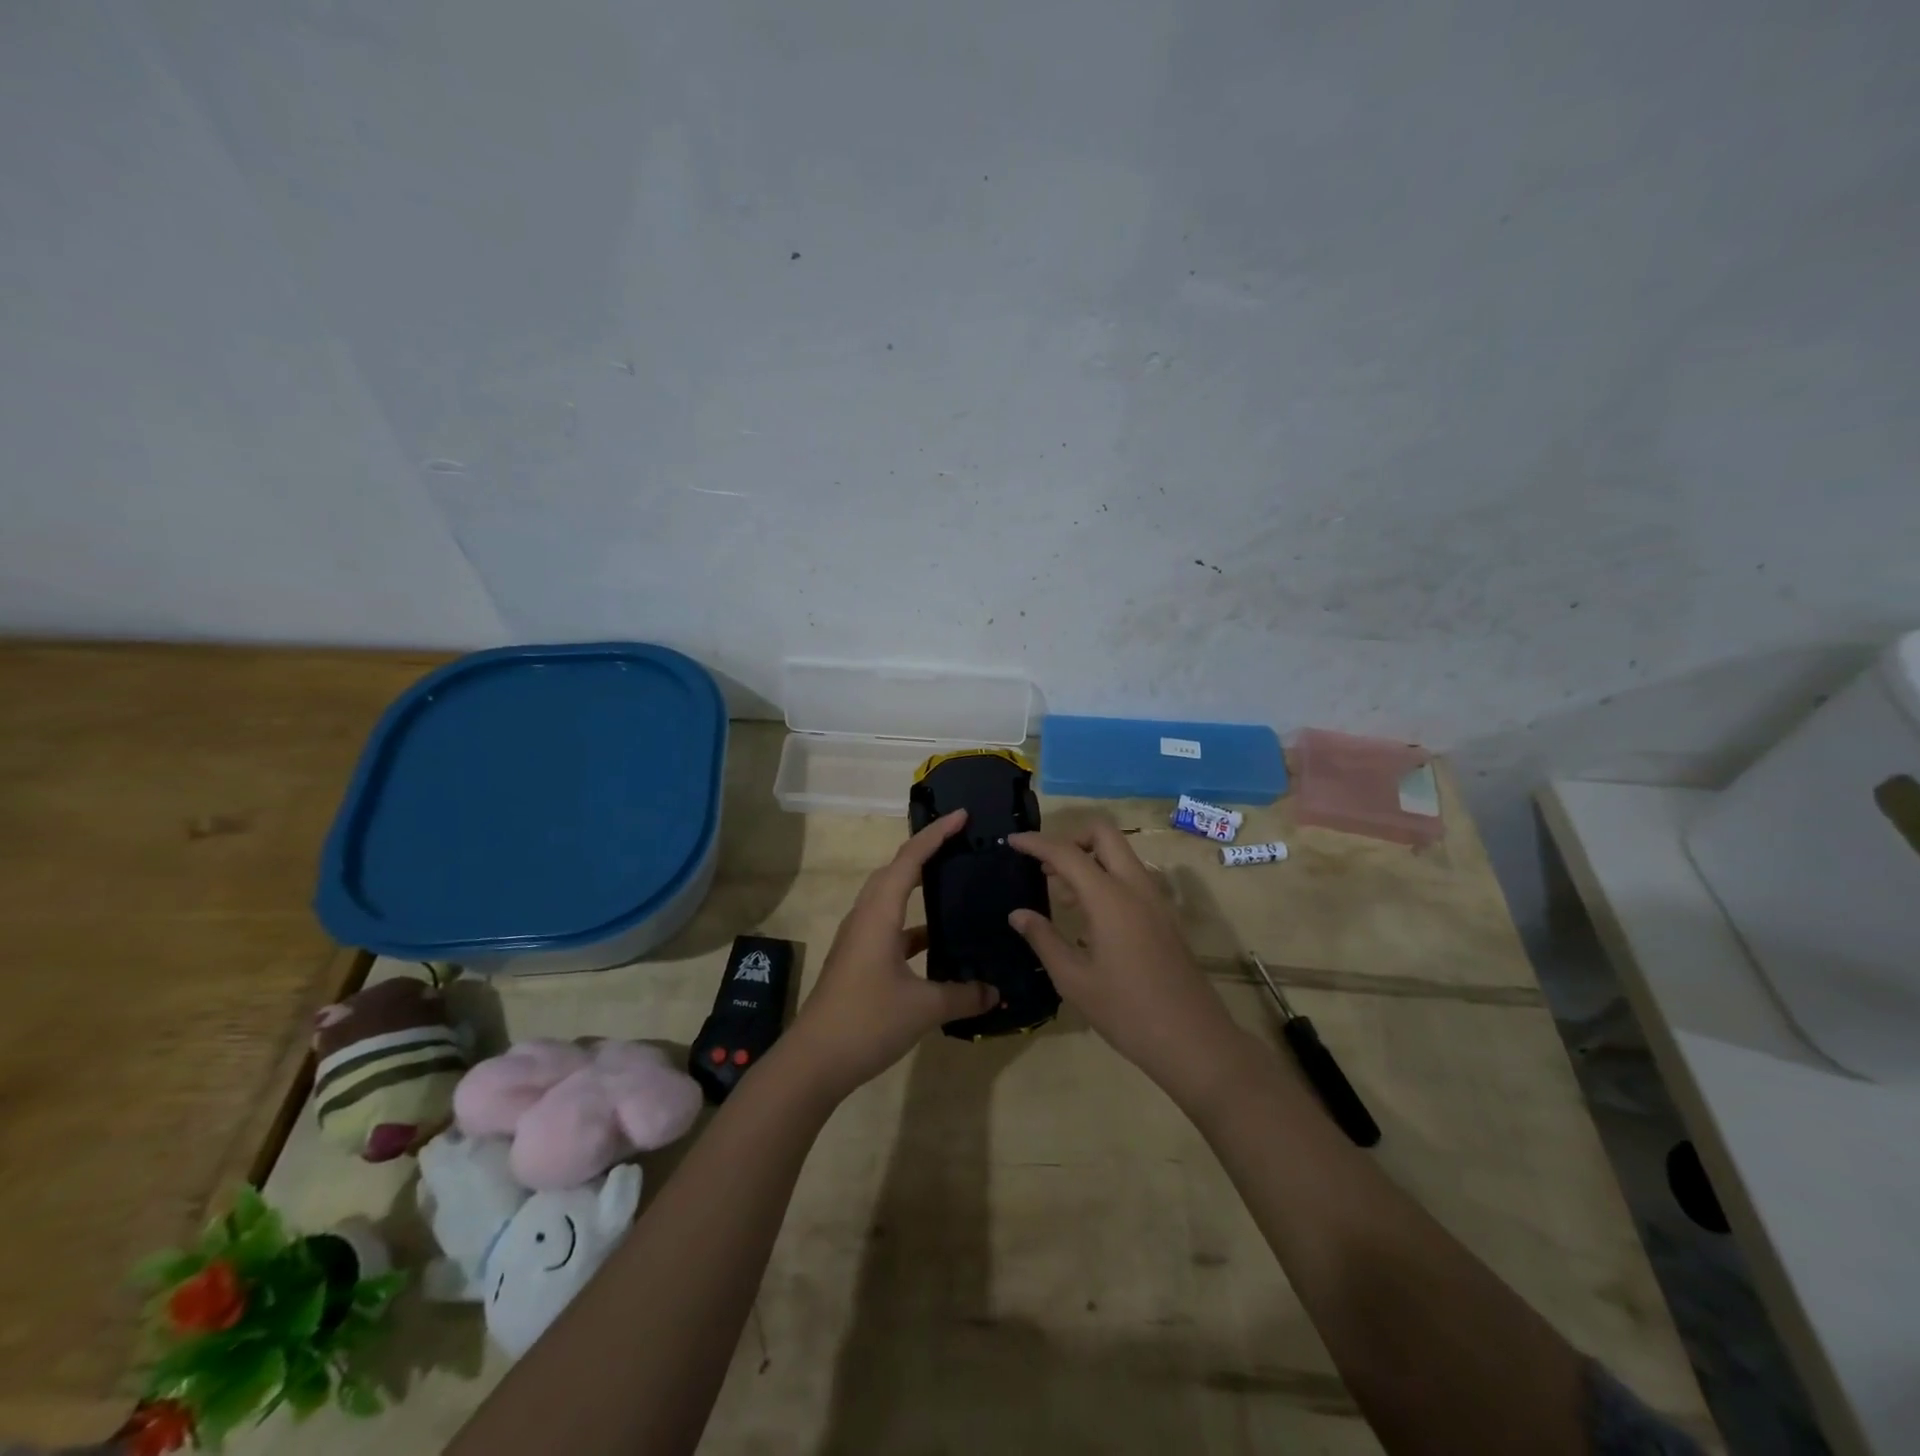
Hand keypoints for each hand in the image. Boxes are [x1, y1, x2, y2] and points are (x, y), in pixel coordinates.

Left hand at [785, 809, 998, 1101]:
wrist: (813, 1061)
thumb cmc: (866, 1021)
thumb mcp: (923, 1008)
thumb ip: (963, 995)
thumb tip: (996, 992)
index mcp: (879, 914)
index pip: (909, 860)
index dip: (935, 834)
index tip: (962, 815)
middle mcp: (865, 917)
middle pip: (894, 871)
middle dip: (924, 851)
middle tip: (958, 842)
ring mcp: (858, 939)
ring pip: (889, 898)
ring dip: (916, 886)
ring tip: (951, 883)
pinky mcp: (857, 960)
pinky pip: (889, 927)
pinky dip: (913, 925)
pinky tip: (936, 942)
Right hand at [1007, 822, 1250, 1108]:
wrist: (1193, 1040)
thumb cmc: (1127, 1012)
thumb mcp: (1074, 980)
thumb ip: (1043, 939)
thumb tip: (1018, 914)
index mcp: (1110, 898)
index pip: (1067, 853)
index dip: (1037, 843)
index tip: (1012, 841)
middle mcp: (1136, 887)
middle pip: (1104, 835)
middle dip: (1071, 838)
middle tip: (1045, 866)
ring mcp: (1156, 900)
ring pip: (1121, 855)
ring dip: (1089, 860)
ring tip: (1060, 894)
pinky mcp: (1165, 917)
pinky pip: (1132, 878)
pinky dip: (1107, 879)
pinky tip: (1089, 917)